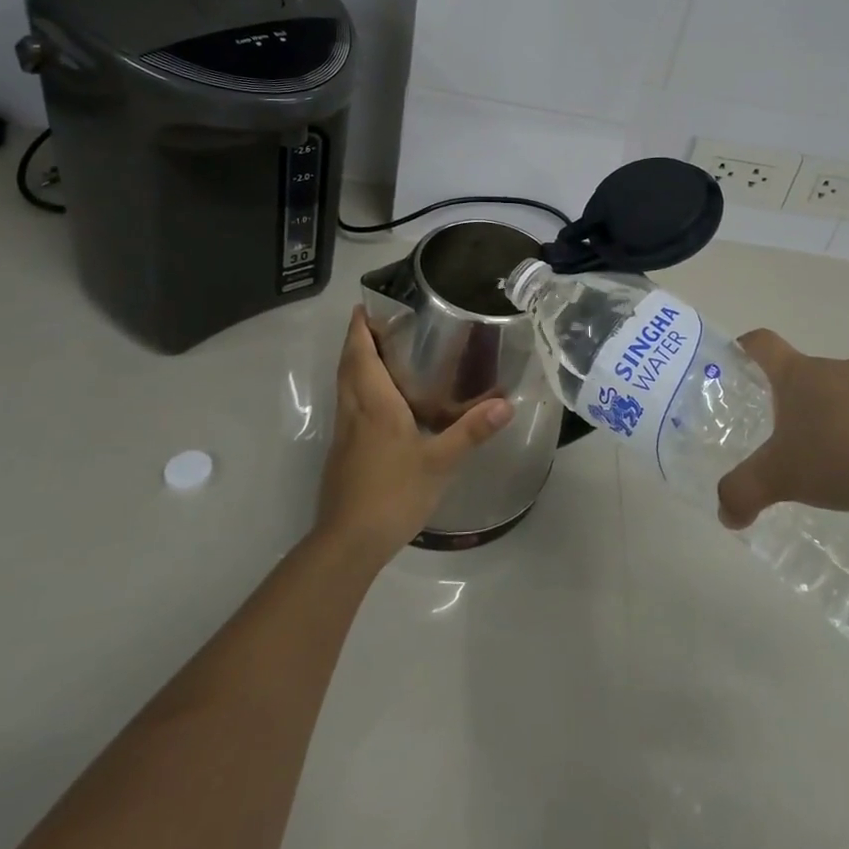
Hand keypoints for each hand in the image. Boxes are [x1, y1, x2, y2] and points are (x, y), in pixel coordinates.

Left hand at [317, 307, 513, 560]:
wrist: (348, 542)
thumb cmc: (393, 493)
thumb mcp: (440, 462)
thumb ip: (471, 431)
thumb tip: (507, 403)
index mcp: (374, 404)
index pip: (360, 355)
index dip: (359, 329)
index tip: (363, 306)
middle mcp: (354, 411)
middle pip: (348, 366)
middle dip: (356, 340)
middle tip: (376, 322)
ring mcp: (344, 434)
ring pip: (344, 387)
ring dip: (354, 364)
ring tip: (378, 352)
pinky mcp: (342, 454)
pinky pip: (347, 407)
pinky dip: (357, 389)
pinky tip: (378, 403)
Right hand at [716, 329, 848, 530]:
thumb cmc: (842, 452)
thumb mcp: (782, 478)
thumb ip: (745, 492)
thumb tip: (725, 513)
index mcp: (797, 375)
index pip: (762, 343)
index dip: (745, 347)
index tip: (736, 360)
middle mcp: (835, 369)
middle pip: (803, 373)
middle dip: (791, 400)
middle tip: (782, 436)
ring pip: (843, 394)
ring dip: (833, 418)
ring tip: (832, 461)